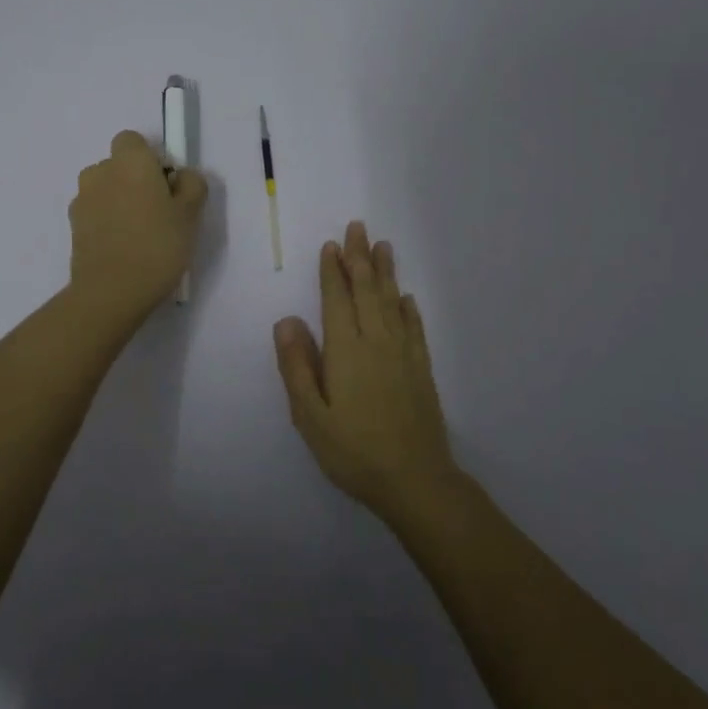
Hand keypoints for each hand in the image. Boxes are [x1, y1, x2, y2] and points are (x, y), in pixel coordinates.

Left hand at [68, 130, 208, 325]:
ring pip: (105, 189)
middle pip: (118, 165)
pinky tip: (122, 248)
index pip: (133, 141)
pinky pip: (95, 213)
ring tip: (138, 234)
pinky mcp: (73, 226)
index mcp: (129, 161)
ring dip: (118, 201)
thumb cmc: (158, 245)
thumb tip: (179, 177)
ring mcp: (82, 199)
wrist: (112, 291)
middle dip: (134, 180)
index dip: (151, 159)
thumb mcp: (191, 214)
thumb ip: (191, 184)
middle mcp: (100, 172)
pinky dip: (106, 222)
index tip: (166, 186)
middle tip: (158, 212)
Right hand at [273, 221, 457, 520]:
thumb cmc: (353, 451)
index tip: (331, 245)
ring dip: (385, 272)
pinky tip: (407, 297)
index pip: (337, 300)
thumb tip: (286, 320)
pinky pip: (415, 328)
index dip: (332, 272)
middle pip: (367, 291)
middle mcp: (377, 342)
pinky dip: (408, 308)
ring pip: (392, 302)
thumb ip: (297, 366)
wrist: (415, 481)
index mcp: (346, 350)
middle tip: (358, 227)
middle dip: (360, 258)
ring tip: (382, 246)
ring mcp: (403, 355)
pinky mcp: (421, 370)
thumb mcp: (310, 416)